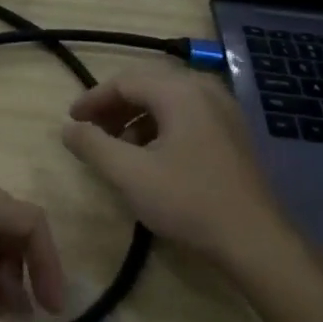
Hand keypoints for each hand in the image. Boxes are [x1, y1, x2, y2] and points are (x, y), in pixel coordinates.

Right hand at [61, 64, 310, 288]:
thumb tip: (68, 128)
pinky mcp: (232, 134)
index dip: (92, 99)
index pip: (125, 81)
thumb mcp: (129, 174)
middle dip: (114, 106)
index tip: (71, 121)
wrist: (254, 239)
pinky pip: (187, 115)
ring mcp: (224, 111)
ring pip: (168, 101)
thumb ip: (93, 146)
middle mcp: (205, 91)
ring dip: (136, 117)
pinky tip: (150, 157)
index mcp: (180, 92)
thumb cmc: (187, 201)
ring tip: (117, 147)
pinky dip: (160, 127)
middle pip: (148, 85)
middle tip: (90, 131)